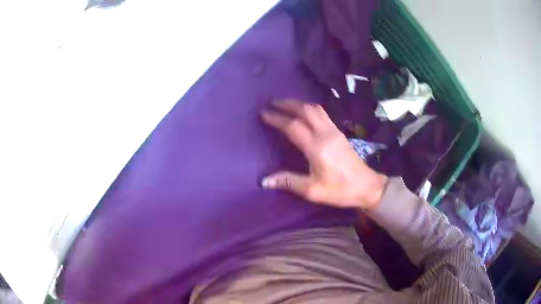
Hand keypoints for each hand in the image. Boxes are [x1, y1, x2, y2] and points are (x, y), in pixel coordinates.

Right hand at [261, 100, 387, 209]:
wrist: (367, 186)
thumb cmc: (340, 190)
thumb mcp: (313, 191)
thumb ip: (289, 182)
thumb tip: (264, 181)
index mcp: (317, 147)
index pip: (293, 126)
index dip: (277, 118)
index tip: (264, 113)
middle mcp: (325, 134)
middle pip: (305, 111)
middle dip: (288, 104)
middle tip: (273, 103)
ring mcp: (334, 131)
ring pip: (316, 109)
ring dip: (300, 104)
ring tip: (286, 104)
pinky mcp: (340, 133)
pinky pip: (323, 114)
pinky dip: (310, 109)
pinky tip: (305, 113)